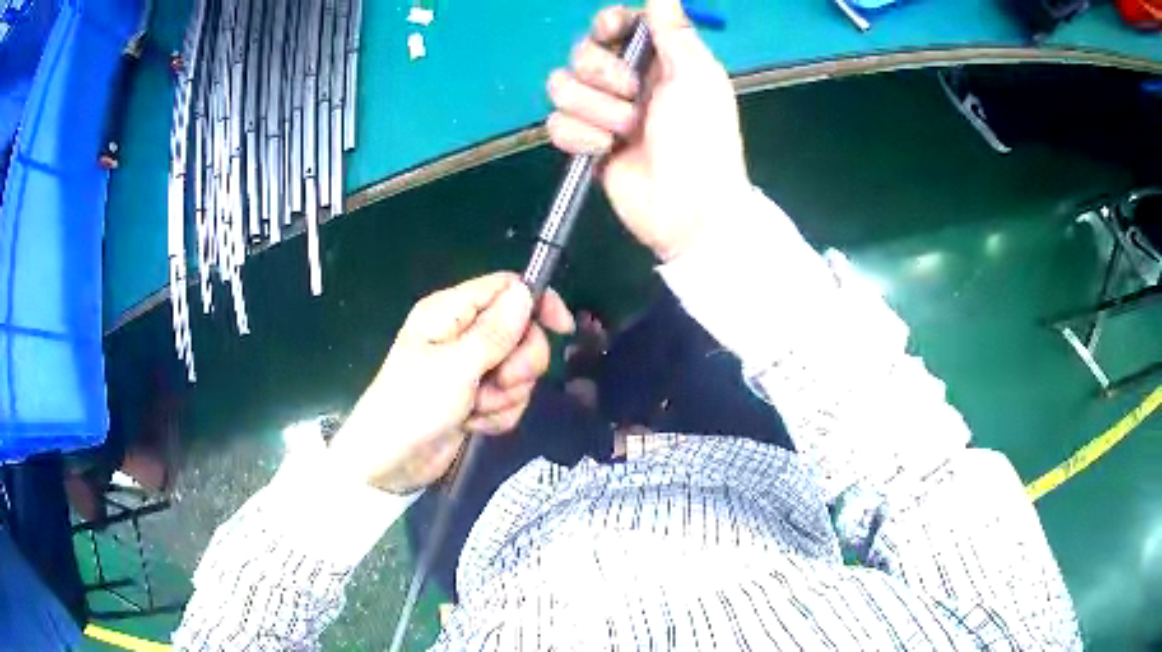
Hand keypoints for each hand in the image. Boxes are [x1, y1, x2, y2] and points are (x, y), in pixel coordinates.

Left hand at [330, 273, 573, 493]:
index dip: (538, 303)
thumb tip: (526, 292)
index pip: (506, 288)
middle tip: (499, 382)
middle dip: (518, 364)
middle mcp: (463, 335)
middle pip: (521, 332)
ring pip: (519, 371)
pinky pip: (509, 399)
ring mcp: (471, 369)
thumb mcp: (455, 366)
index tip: (562, 329)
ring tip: (474, 408)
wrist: (391, 463)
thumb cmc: (413, 406)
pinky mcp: (476, 398)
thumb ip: (495, 331)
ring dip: (505, 396)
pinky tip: (473, 424)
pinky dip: (497, 414)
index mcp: (450, 312)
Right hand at [546, 0, 750, 261]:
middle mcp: (625, 80)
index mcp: (656, 60)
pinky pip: (556, 124)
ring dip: (594, 111)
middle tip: (634, 98)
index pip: (613, 25)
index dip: (607, 25)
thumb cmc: (702, 139)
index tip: (612, 33)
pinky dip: (579, 138)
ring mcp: (602, 112)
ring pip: (561, 87)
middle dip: (604, 75)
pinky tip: (605, 151)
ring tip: (626, 132)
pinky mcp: (584, 142)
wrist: (688, 208)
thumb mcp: (696, 78)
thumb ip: (674, 31)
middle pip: (581, 53)